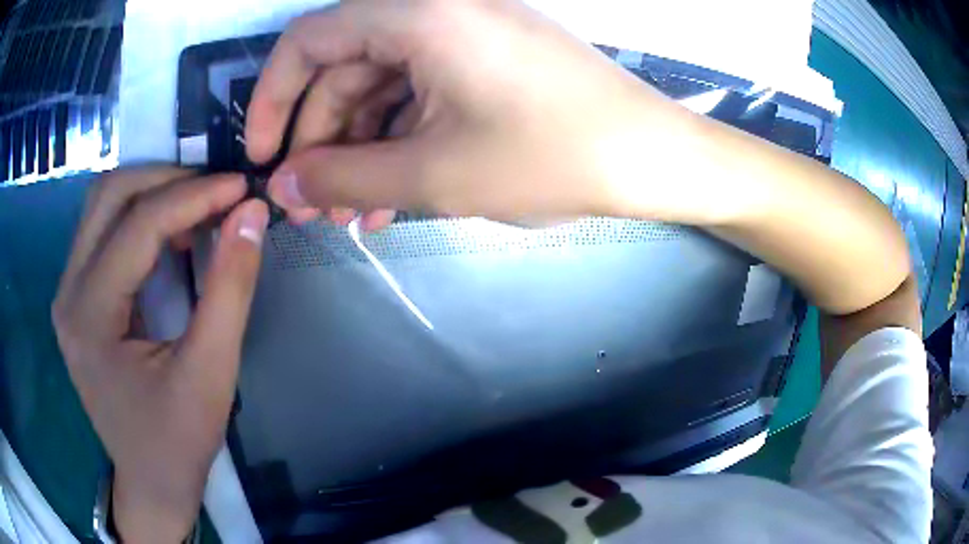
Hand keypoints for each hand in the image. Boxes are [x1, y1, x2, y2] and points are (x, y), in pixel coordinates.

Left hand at [52, 168, 268, 542]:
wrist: (149, 483)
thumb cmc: (178, 442)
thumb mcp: (211, 374)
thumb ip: (231, 289)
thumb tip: (251, 214)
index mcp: (91, 317)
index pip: (138, 225)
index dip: (193, 195)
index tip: (240, 186)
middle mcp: (67, 292)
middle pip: (108, 194)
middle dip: (166, 178)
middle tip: (214, 190)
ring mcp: (67, 293)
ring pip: (101, 204)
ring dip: (150, 191)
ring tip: (195, 207)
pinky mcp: (75, 297)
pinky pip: (102, 230)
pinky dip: (138, 216)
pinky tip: (169, 235)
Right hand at [247, 0, 698, 227]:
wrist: (651, 157)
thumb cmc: (553, 156)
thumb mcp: (435, 173)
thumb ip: (344, 176)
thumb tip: (281, 183)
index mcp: (419, 13)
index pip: (309, 41)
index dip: (272, 98)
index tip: (262, 154)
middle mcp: (437, 9)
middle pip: (343, 70)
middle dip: (320, 140)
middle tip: (312, 206)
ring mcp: (464, 34)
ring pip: (380, 87)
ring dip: (358, 150)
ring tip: (349, 214)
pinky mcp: (485, 60)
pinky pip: (419, 93)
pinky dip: (397, 140)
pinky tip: (390, 196)